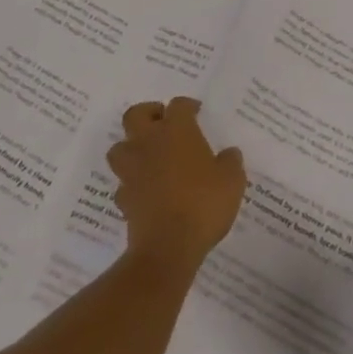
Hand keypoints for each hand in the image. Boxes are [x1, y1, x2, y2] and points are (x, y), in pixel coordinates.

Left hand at [106, 97, 246, 267]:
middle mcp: (149, 143)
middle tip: (162, 122)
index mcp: (176, 131)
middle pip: (136, 115)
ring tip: (148, 156)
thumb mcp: (232, 181)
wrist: (168, 247)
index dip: (188, 106)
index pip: (178, 105)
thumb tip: (229, 154)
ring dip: (131, 147)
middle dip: (148, 114)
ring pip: (120, 147)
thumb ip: (231, 162)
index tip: (196, 112)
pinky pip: (123, 183)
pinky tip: (144, 191)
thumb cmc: (203, 204)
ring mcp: (132, 170)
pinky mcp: (123, 198)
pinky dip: (131, 183)